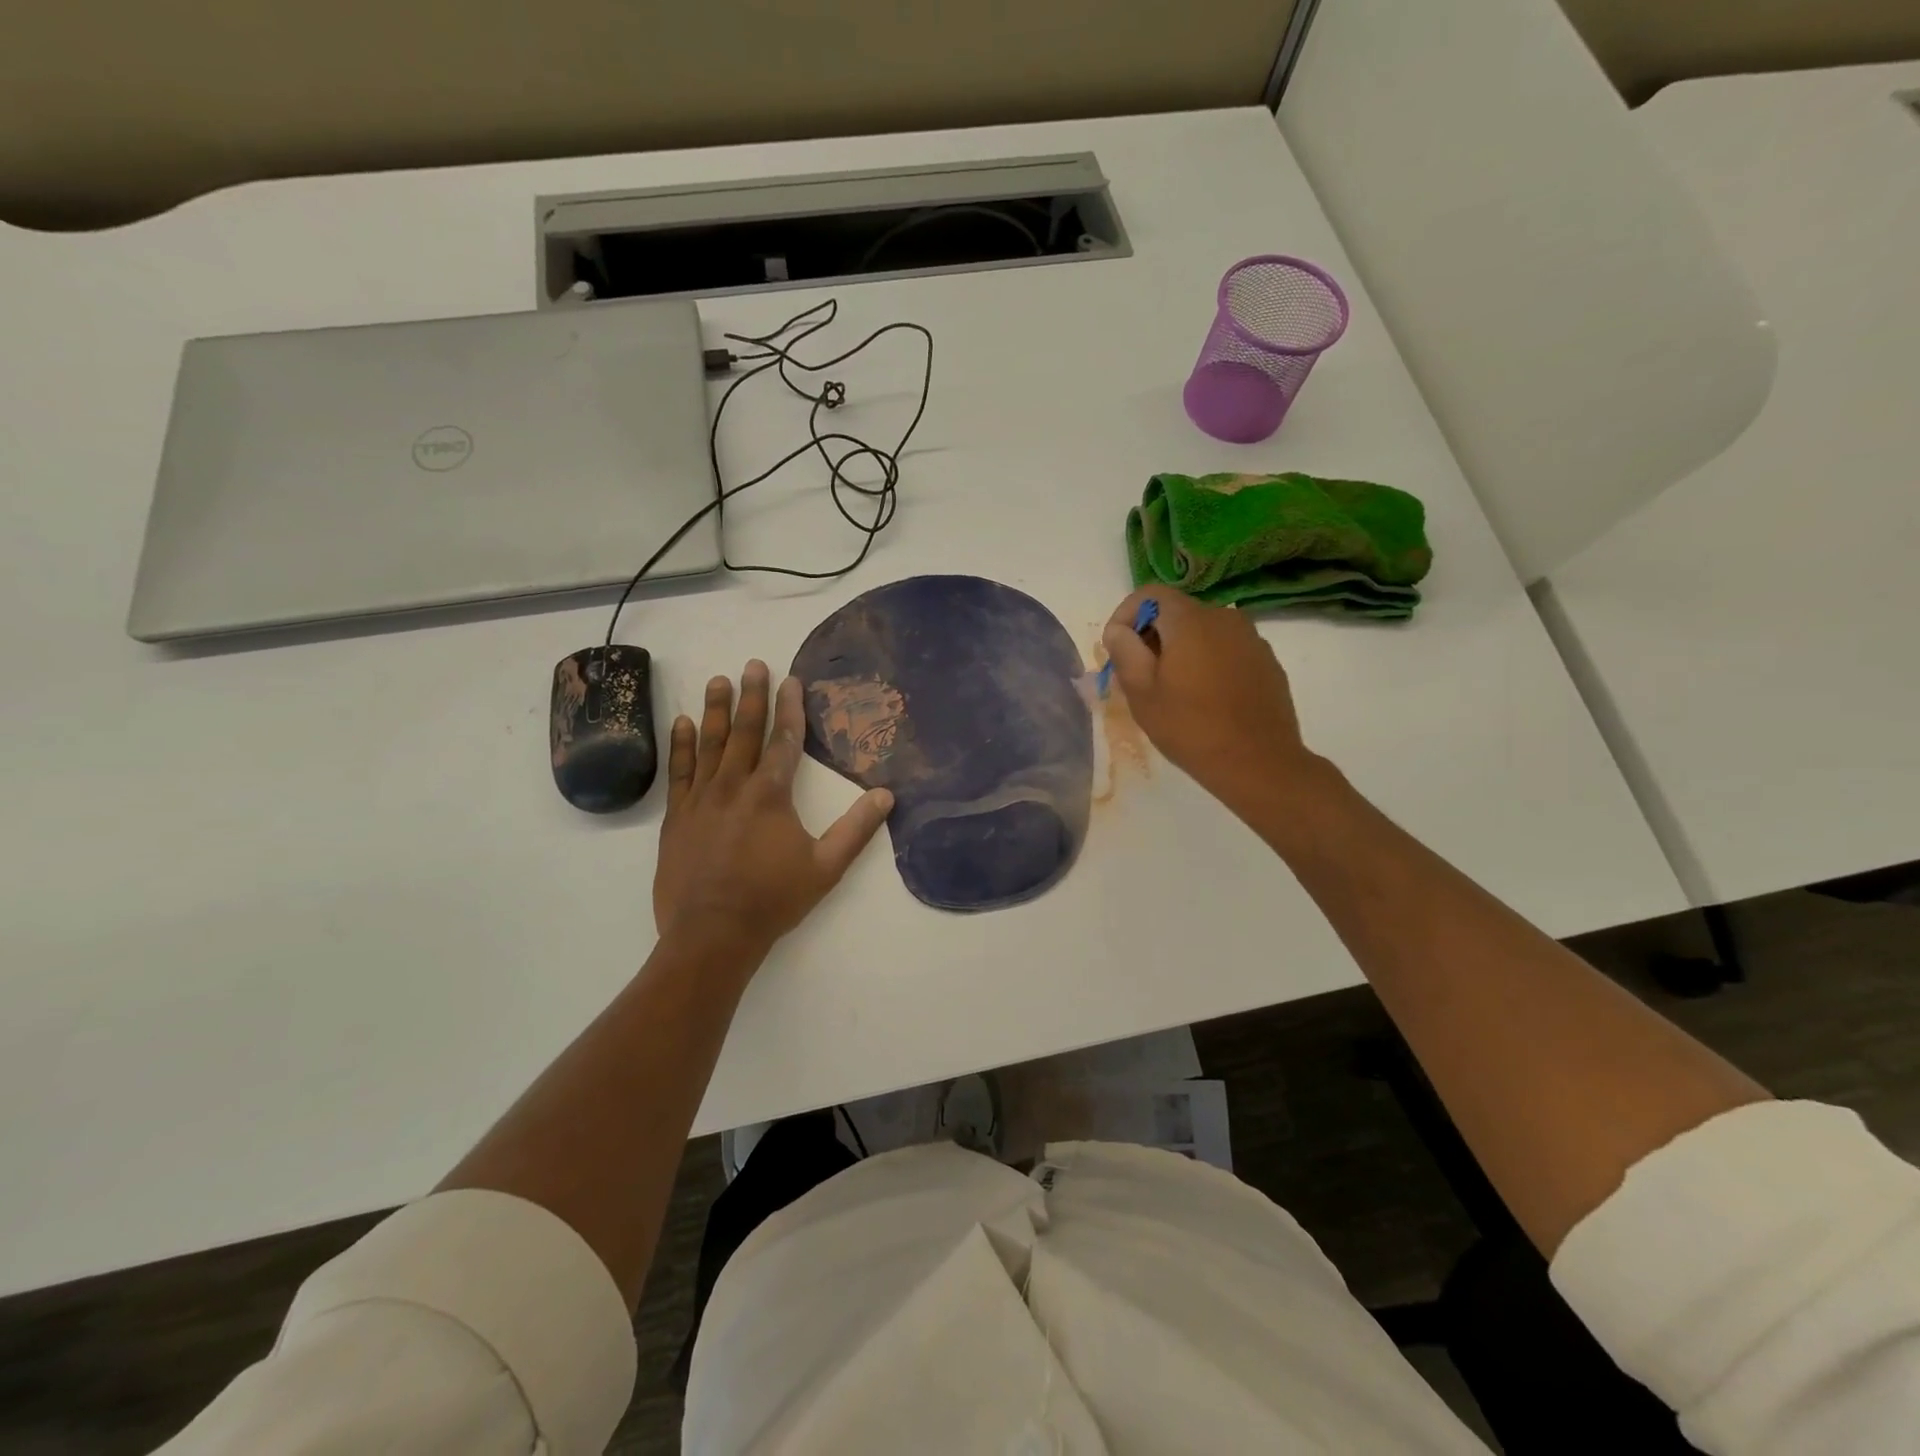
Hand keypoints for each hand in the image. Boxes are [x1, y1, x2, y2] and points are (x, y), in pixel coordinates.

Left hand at [653, 662, 893, 956]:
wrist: (712, 933)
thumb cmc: (773, 899)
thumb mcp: (826, 867)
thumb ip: (857, 829)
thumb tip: (886, 795)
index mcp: (771, 794)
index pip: (785, 741)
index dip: (791, 708)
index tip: (791, 679)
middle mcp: (734, 786)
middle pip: (745, 732)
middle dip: (752, 696)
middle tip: (753, 664)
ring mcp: (701, 799)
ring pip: (710, 744)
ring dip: (716, 709)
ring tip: (718, 679)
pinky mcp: (677, 816)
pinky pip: (680, 771)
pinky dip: (682, 745)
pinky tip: (683, 722)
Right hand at [1102, 589, 1320, 805]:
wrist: (1258, 763)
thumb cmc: (1190, 728)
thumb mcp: (1142, 693)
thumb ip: (1124, 651)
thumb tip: (1118, 630)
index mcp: (1190, 620)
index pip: (1150, 593)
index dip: (1126, 615)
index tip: (1117, 649)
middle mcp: (1224, 617)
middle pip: (1177, 612)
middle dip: (1152, 636)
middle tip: (1140, 676)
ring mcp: (1251, 638)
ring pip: (1203, 631)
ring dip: (1181, 650)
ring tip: (1173, 690)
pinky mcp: (1266, 661)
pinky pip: (1227, 649)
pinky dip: (1208, 662)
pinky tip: (1206, 698)